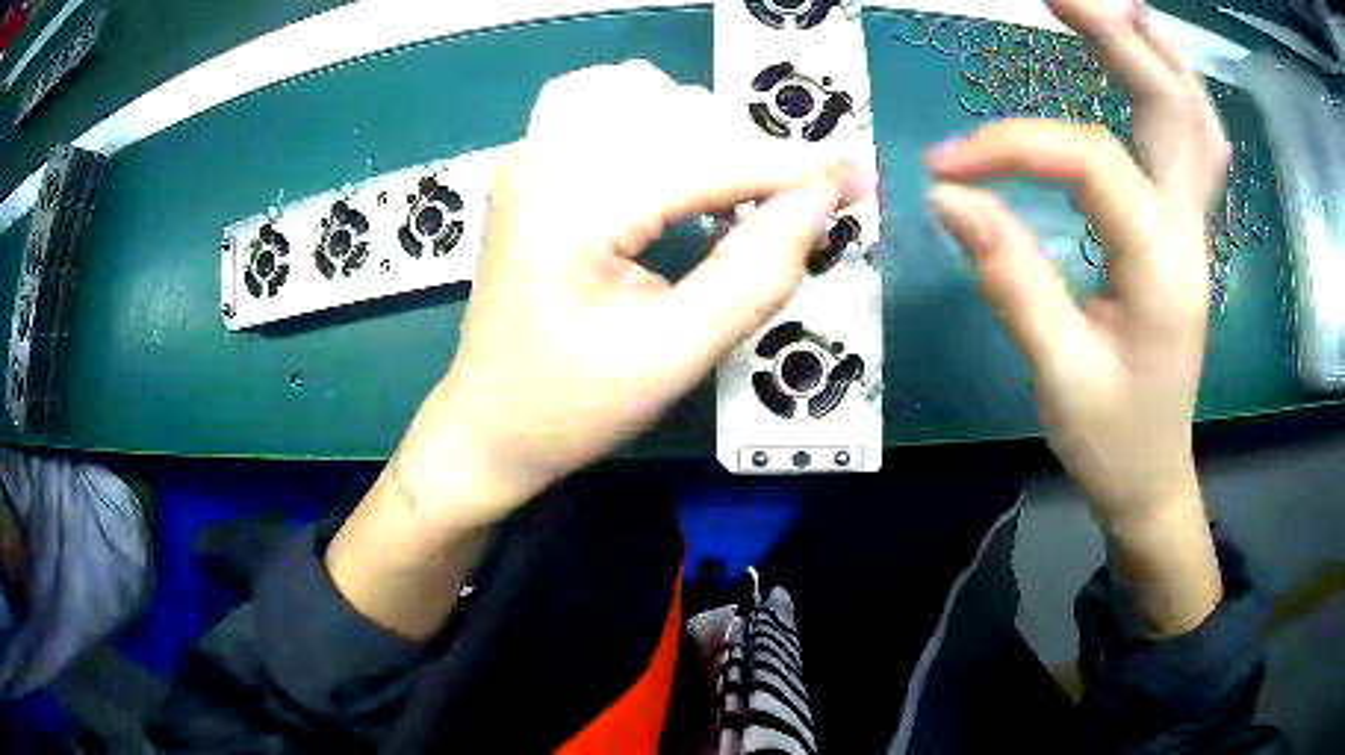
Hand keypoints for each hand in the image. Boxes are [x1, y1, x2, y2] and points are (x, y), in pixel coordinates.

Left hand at [413, 61, 870, 525]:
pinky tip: (688, 177)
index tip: (858, 182)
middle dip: (756, 156)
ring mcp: (533, 154)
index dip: (793, 169)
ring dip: (715, 139)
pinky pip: (617, 115)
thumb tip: (823, 201)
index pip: (708, 159)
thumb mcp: (672, 356)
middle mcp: (545, 155)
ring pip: (652, 102)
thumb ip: (756, 275)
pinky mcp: (535, 165)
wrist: (488, 424)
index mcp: (571, 204)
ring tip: (747, 198)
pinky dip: (670, 134)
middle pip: (682, 116)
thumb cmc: (571, 408)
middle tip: (804, 208)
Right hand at [926, 0, 1228, 530]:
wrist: (1154, 476)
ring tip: (1113, 7)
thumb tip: (948, 195)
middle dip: (1117, 38)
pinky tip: (1149, 61)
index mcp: (1162, 270)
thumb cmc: (1112, 440)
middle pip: (1172, 106)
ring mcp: (1194, 228)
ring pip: (1196, 118)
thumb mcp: (1058, 375)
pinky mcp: (1184, 231)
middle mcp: (1189, 233)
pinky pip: (1195, 144)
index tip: (946, 165)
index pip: (1092, 161)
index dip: (1014, 145)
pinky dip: (1176, 90)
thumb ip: (1010, 279)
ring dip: (1157, 53)